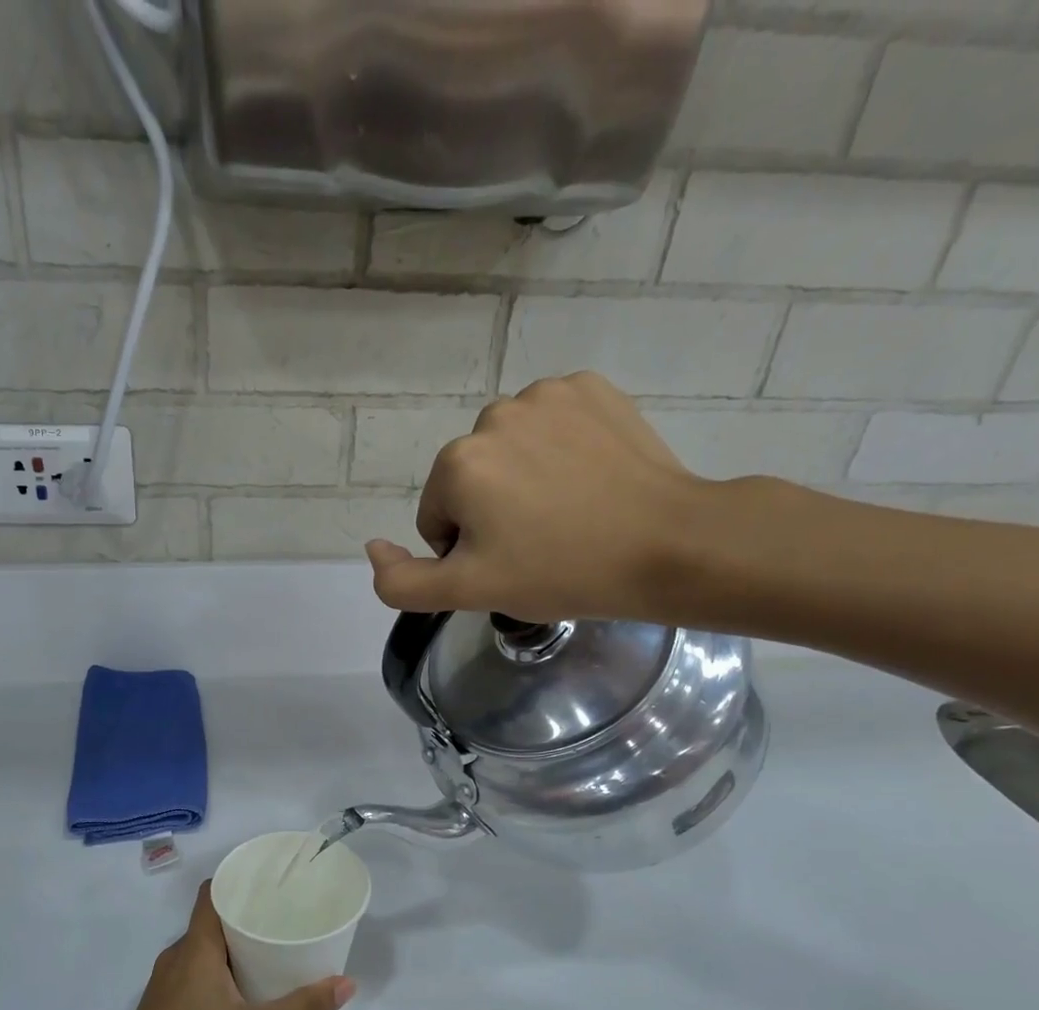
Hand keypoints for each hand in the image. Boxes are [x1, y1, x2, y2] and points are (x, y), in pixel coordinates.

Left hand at [83, 883, 353, 1009]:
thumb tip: (347, 984)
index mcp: (194, 950)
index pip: (212, 893)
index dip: (238, 879)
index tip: (273, 878)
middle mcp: (176, 957)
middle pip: (212, 919)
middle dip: (248, 913)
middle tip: (288, 913)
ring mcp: (165, 983)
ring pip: (204, 948)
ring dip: (235, 943)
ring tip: (275, 945)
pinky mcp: (163, 1006)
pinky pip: (195, 970)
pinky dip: (221, 967)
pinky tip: (246, 986)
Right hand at [365, 372, 804, 625]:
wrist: (666, 545)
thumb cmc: (561, 572)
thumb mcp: (468, 592)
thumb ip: (402, 581)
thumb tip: (371, 548)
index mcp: (458, 464)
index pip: (439, 518)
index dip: (469, 551)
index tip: (512, 565)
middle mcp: (493, 415)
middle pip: (472, 480)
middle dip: (494, 512)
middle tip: (542, 544)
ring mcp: (547, 395)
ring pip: (511, 451)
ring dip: (525, 479)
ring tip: (570, 513)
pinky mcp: (592, 388)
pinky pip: (552, 424)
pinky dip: (561, 449)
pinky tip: (590, 479)